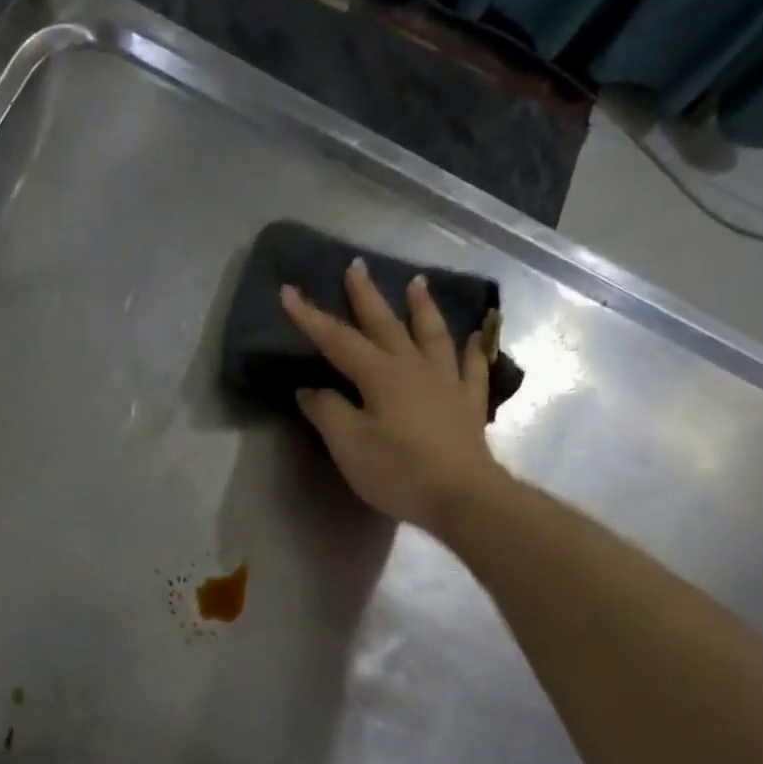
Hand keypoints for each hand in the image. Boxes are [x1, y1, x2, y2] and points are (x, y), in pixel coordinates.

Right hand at [281, 258, 506, 532]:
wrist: (462, 497)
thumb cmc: (399, 471)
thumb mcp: (349, 445)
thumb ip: (327, 412)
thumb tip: (310, 390)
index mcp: (380, 375)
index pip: (338, 341)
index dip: (311, 318)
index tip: (289, 292)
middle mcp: (414, 368)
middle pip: (385, 325)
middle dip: (366, 296)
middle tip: (356, 266)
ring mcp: (446, 383)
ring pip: (432, 335)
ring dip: (421, 308)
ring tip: (416, 283)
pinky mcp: (468, 404)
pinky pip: (471, 368)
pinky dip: (472, 350)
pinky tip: (473, 337)